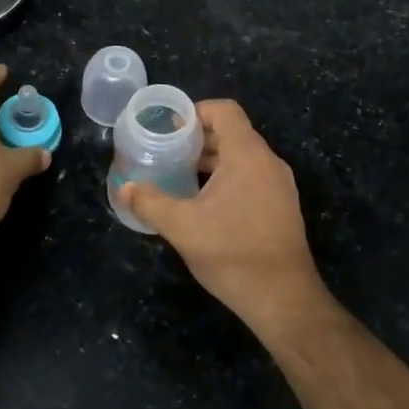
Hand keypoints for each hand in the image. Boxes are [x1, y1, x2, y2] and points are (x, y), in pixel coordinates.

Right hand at [119, 100, 328, 331]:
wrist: (283, 298)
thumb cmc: (232, 253)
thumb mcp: (182, 227)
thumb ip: (150, 203)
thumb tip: (125, 188)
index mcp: (247, 155)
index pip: (224, 110)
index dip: (195, 112)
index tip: (169, 129)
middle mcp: (269, 162)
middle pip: (232, 133)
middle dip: (198, 139)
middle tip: (167, 154)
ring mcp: (280, 186)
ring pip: (242, 158)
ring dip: (212, 161)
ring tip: (180, 178)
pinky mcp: (282, 207)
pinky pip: (252, 178)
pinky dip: (227, 179)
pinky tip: (205, 205)